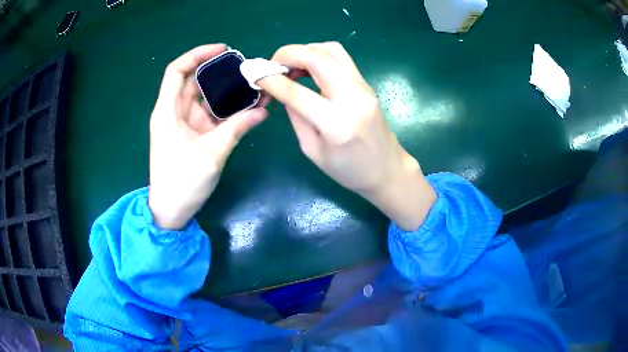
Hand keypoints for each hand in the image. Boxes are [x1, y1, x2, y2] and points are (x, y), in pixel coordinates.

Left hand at [149, 44, 267, 229]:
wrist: (171, 211)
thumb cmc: (182, 182)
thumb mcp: (211, 153)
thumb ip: (237, 128)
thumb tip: (263, 111)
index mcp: (167, 111)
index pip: (177, 70)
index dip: (197, 55)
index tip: (224, 51)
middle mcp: (174, 112)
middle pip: (195, 81)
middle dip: (220, 73)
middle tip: (248, 70)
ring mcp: (185, 123)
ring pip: (206, 98)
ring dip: (227, 92)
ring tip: (254, 87)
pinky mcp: (193, 134)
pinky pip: (211, 115)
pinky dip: (227, 110)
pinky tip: (248, 108)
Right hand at [257, 43, 435, 229]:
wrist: (387, 169)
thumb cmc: (349, 170)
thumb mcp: (313, 150)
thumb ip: (297, 116)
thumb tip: (283, 91)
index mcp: (335, 123)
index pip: (296, 91)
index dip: (271, 80)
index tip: (256, 76)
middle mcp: (351, 97)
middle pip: (317, 57)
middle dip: (288, 54)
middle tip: (272, 65)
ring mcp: (362, 87)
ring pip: (331, 50)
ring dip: (305, 51)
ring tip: (291, 66)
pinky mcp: (366, 84)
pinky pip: (340, 58)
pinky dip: (319, 56)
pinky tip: (308, 69)